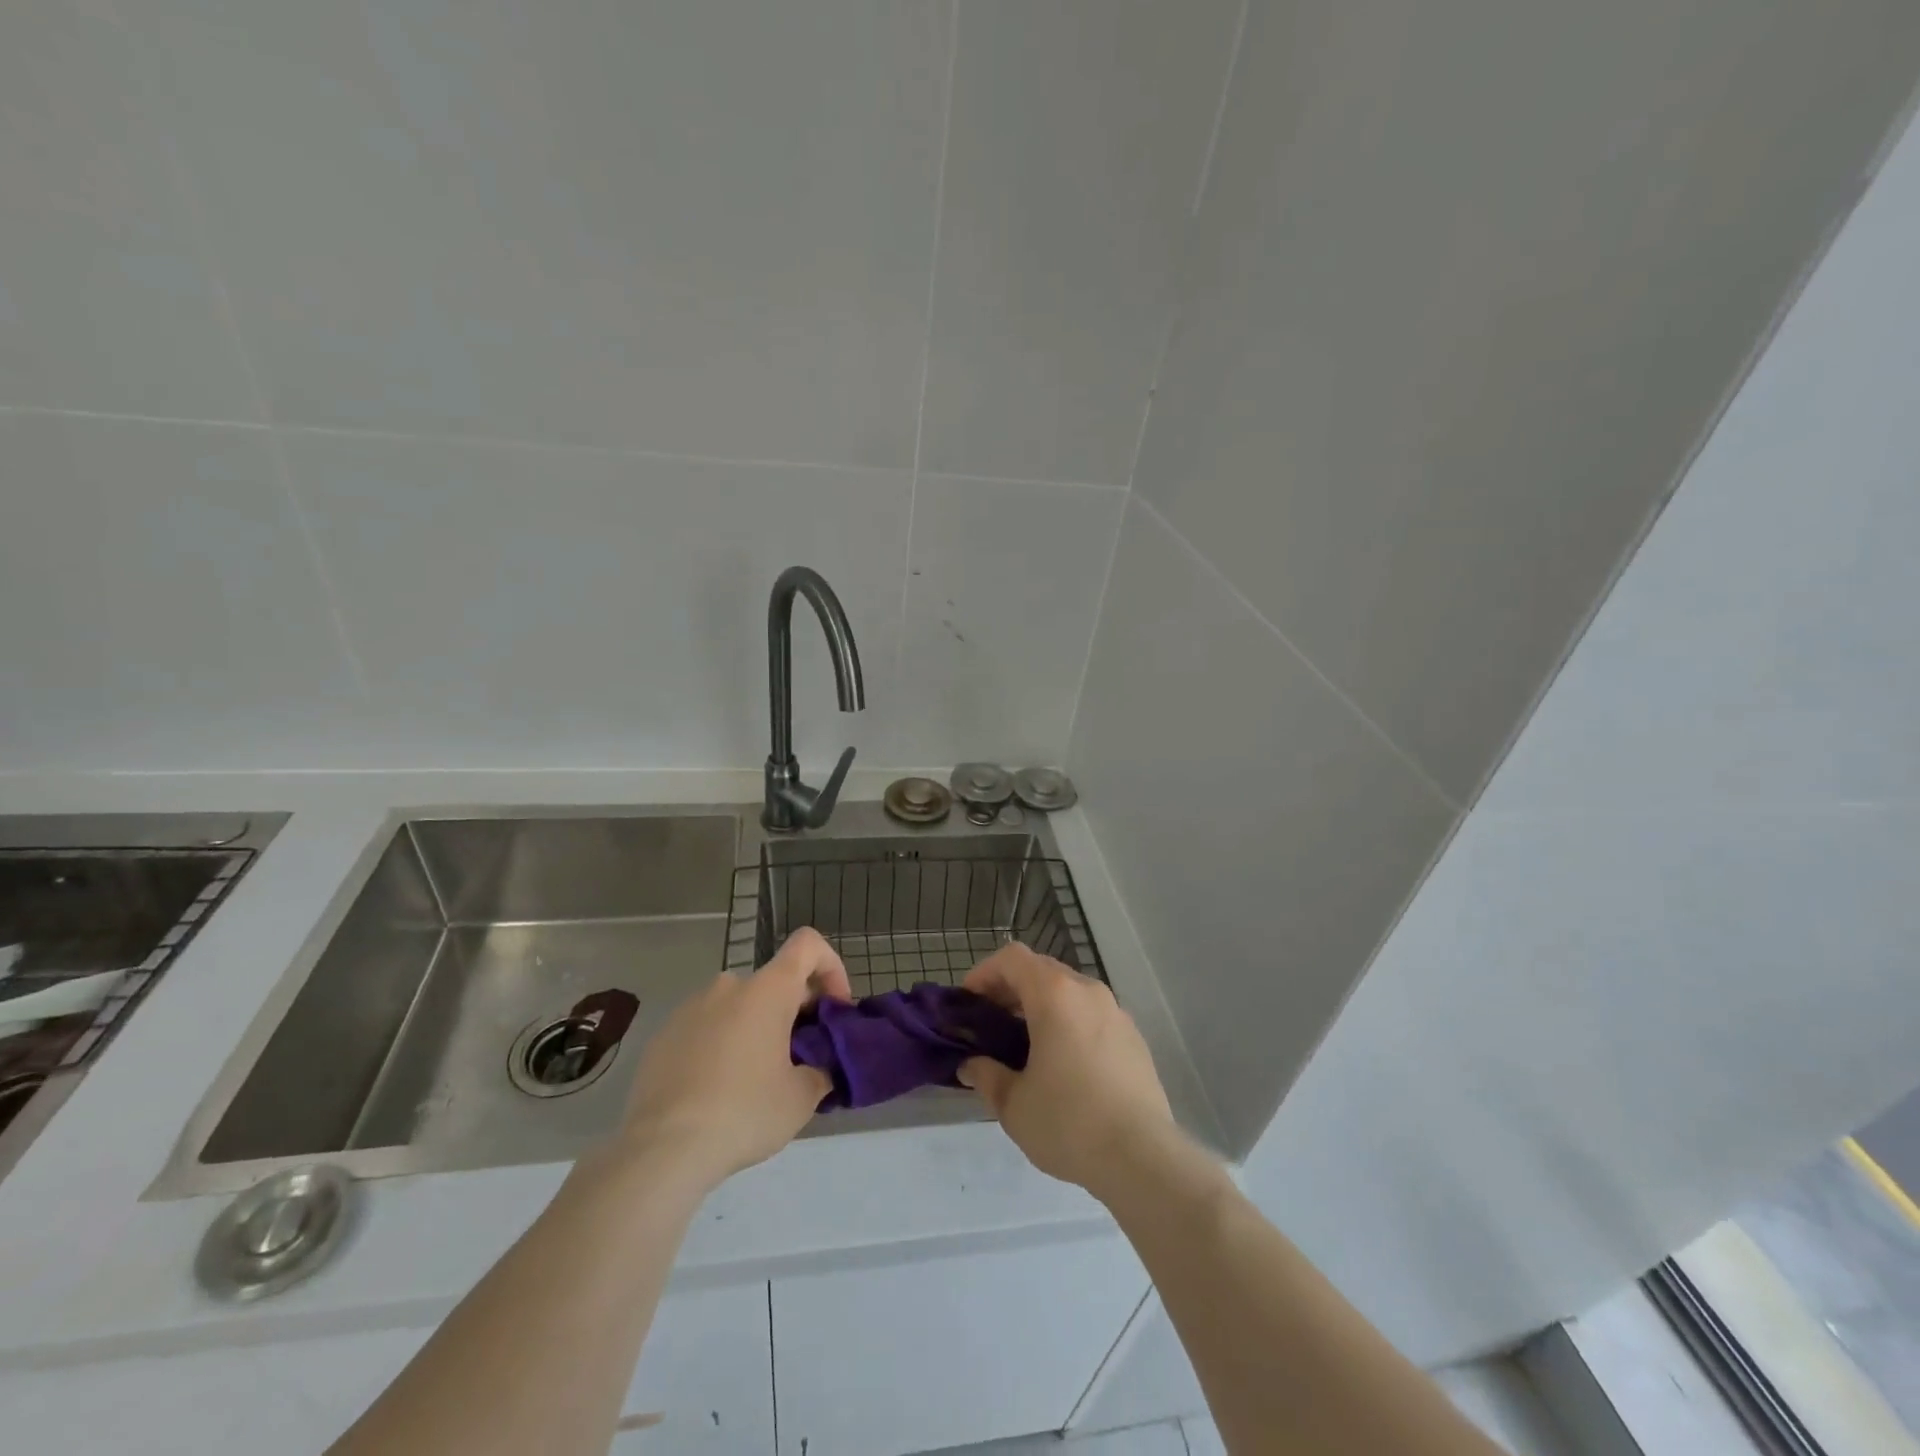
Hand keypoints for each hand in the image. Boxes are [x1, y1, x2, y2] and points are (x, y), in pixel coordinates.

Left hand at [616, 927, 850, 1195]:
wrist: (661, 1150)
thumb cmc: (743, 1112)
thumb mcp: (801, 1098)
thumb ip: (820, 1070)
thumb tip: (819, 1068)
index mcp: (767, 990)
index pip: (808, 944)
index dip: (830, 967)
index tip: (833, 1009)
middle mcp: (729, 986)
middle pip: (775, 981)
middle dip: (795, 1012)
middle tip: (801, 1059)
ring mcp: (690, 1008)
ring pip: (739, 1006)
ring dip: (757, 1028)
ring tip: (757, 1080)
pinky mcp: (663, 1035)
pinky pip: (707, 1028)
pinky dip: (722, 1045)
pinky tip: (718, 1092)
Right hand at [957, 943, 1177, 1200]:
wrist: (1143, 1158)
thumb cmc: (1069, 1122)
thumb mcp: (1013, 1104)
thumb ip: (986, 1075)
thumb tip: (971, 1065)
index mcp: (1055, 995)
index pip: (1012, 958)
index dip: (984, 973)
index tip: (969, 1004)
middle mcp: (1088, 991)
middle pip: (1041, 970)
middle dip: (1011, 990)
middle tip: (991, 1025)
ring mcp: (1116, 1012)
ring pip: (1069, 992)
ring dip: (1041, 1007)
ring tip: (1025, 1047)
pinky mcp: (1134, 1038)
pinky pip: (1092, 1015)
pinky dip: (1070, 1024)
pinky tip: (1064, 1066)